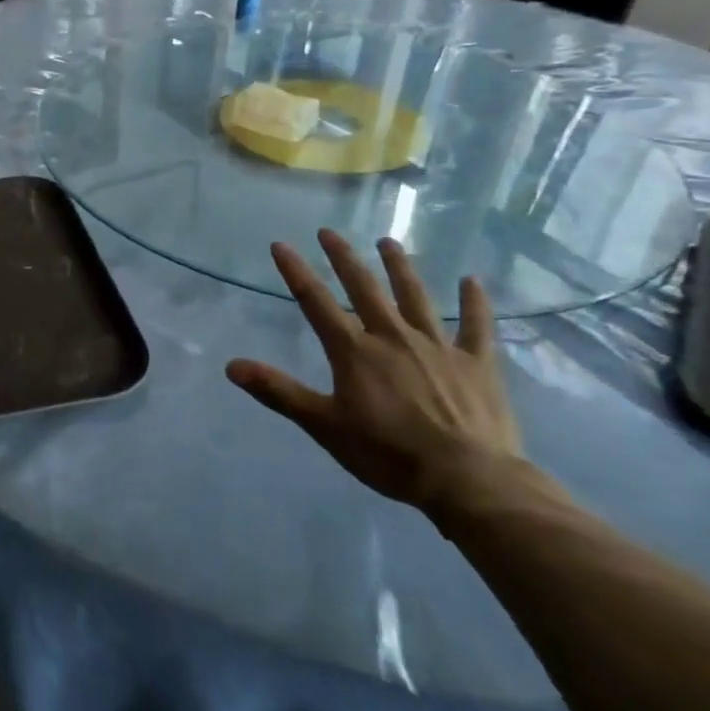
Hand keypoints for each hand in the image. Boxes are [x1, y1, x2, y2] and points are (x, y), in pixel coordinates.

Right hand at [226, 229, 519, 512]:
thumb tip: (231, 366)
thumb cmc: (387, 454)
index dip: (296, 272)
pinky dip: (475, 303)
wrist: (467, 478)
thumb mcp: (323, 425)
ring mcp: (438, 346)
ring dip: (400, 267)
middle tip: (330, 232)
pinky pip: (477, 326)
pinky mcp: (477, 363)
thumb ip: (278, 391)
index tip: (281, 244)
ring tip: (388, 242)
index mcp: (355, 351)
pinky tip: (472, 281)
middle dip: (344, 258)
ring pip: (415, 297)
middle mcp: (393, 336)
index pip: (316, 302)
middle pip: (364, 288)